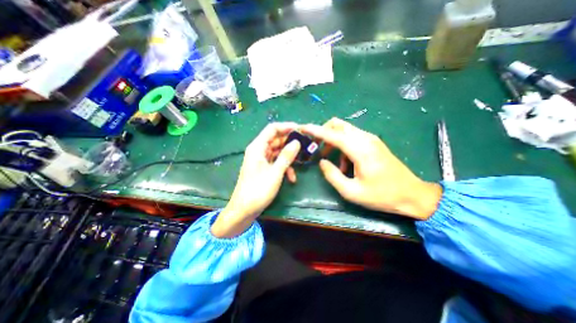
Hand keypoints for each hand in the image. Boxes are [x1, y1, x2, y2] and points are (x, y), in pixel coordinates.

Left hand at [210, 122, 301, 237]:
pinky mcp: (263, 168)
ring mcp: (261, 160)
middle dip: (290, 143)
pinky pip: (276, 162)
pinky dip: (284, 167)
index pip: (272, 129)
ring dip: (289, 157)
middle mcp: (259, 150)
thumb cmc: (258, 191)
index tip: (300, 129)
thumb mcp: (275, 173)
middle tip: (305, 146)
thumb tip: (297, 142)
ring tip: (301, 162)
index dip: (286, 127)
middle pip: (276, 140)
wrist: (244, 210)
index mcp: (258, 147)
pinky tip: (292, 178)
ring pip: (278, 152)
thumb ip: (286, 156)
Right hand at [301, 118, 441, 219]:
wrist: (412, 194)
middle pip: (338, 124)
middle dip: (323, 132)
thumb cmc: (381, 195)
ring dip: (333, 140)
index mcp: (360, 150)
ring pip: (344, 130)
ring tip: (331, 160)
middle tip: (316, 148)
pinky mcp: (373, 142)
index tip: (302, 128)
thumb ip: (332, 175)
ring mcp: (371, 139)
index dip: (315, 130)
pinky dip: (342, 145)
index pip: (332, 134)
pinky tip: (345, 163)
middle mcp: (365, 139)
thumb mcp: (351, 191)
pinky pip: (352, 137)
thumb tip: (322, 162)